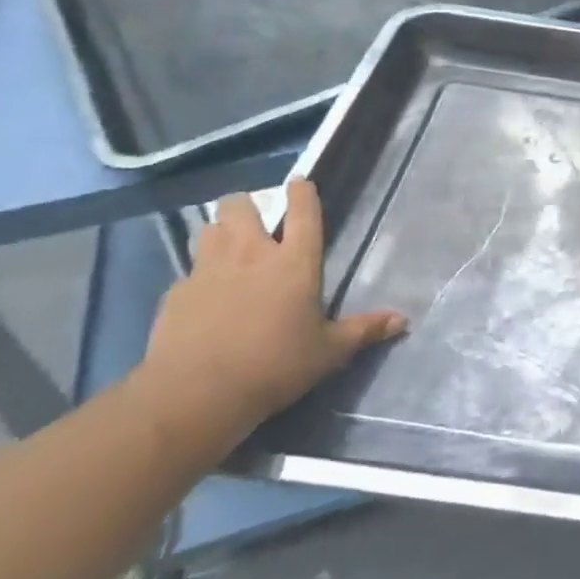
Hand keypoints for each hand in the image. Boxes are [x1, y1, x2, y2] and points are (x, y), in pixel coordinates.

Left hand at [137, 180, 407, 455]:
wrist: (195, 395)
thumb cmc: (275, 366)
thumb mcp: (329, 352)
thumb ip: (364, 330)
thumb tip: (403, 322)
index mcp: (294, 262)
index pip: (303, 212)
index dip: (302, 192)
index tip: (300, 183)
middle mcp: (251, 254)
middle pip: (240, 205)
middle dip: (246, 207)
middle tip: (255, 224)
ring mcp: (208, 270)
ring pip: (208, 229)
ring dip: (219, 233)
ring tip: (227, 251)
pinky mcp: (175, 294)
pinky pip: (187, 273)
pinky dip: (197, 279)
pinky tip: (202, 300)